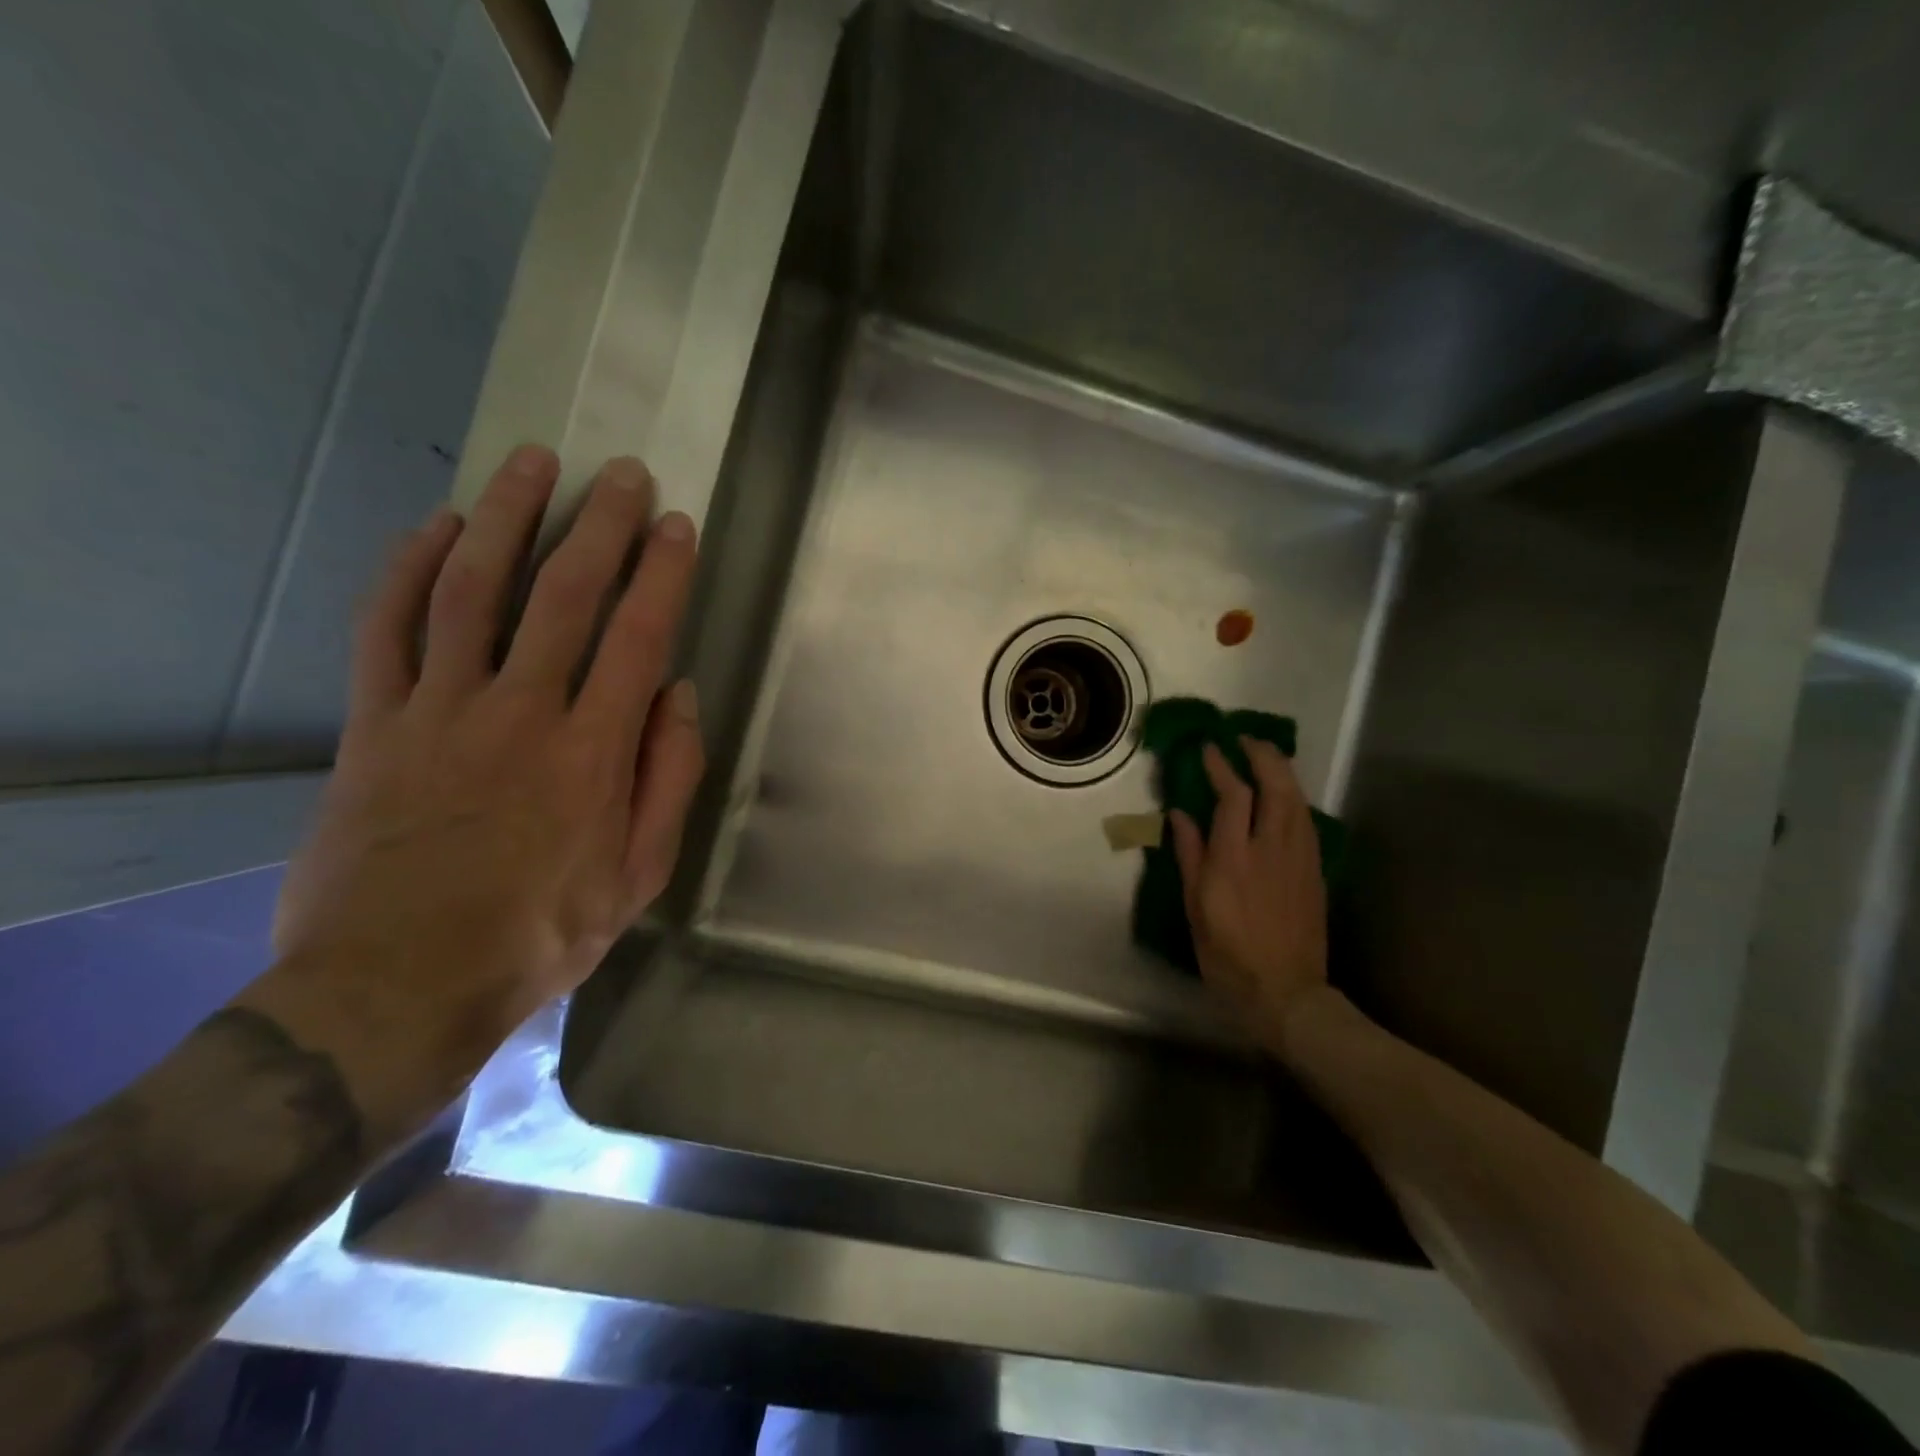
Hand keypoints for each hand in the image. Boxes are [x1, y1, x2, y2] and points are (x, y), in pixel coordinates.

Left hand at [266, 446, 704, 1085]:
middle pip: (563, 595)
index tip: (675, 525)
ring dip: (506, 519)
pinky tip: (436, 528)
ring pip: (472, 591)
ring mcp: (439, 711)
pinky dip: (410, 570)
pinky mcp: (373, 724)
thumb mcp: (639, 873)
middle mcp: (520, 712)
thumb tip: (679, 696)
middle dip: (598, 525)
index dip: (661, 573)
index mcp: (593, 752)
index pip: (639, 637)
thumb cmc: (541, 932)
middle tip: (621, 472)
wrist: (398, 984)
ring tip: (532, 463)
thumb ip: (669, 778)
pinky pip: (388, 629)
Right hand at [1169, 739, 1328, 1053]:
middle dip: (1262, 755)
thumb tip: (1180, 815)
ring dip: (1282, 771)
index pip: (1234, 795)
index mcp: (1234, 859)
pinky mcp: (1314, 870)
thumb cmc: (1228, 955)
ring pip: (1297, 799)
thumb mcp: (1195, 908)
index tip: (1209, 748)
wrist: (1286, 993)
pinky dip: (1294, 796)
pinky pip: (1306, 820)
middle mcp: (1271, 849)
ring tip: (1265, 756)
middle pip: (1277, 786)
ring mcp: (1299, 858)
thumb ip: (1189, 855)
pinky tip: (1285, 795)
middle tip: (1244, 739)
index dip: (1221, 766)